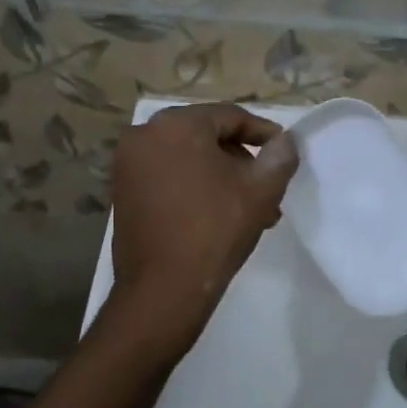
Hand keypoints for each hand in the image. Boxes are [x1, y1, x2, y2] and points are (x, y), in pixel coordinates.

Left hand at [106, 103, 297, 359]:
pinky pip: (168, 176)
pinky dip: (195, 186)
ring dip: (221, 177)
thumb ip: (280, 156)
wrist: (163, 290)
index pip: (230, 117)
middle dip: (241, 160)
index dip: (263, 133)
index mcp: (176, 124)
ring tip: (250, 209)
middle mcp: (144, 135)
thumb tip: (284, 141)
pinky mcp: (122, 192)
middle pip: (207, 136)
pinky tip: (219, 214)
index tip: (284, 152)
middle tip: (267, 187)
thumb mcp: (261, 190)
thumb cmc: (215, 230)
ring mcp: (128, 165)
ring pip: (188, 158)